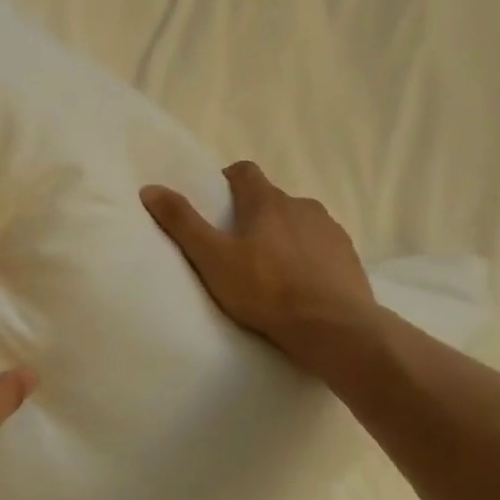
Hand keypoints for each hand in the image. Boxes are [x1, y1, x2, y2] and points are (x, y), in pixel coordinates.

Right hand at [141, 162, 379, 379]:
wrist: (333, 327)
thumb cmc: (265, 290)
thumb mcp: (212, 259)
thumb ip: (182, 223)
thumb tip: (150, 188)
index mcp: (266, 201)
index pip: (244, 171)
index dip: (228, 181)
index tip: (217, 203)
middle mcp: (302, 205)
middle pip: (271, 199)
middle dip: (253, 215)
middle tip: (235, 246)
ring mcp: (330, 230)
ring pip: (298, 223)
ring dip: (283, 235)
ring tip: (268, 270)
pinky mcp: (348, 256)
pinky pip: (320, 247)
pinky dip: (307, 257)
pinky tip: (299, 285)